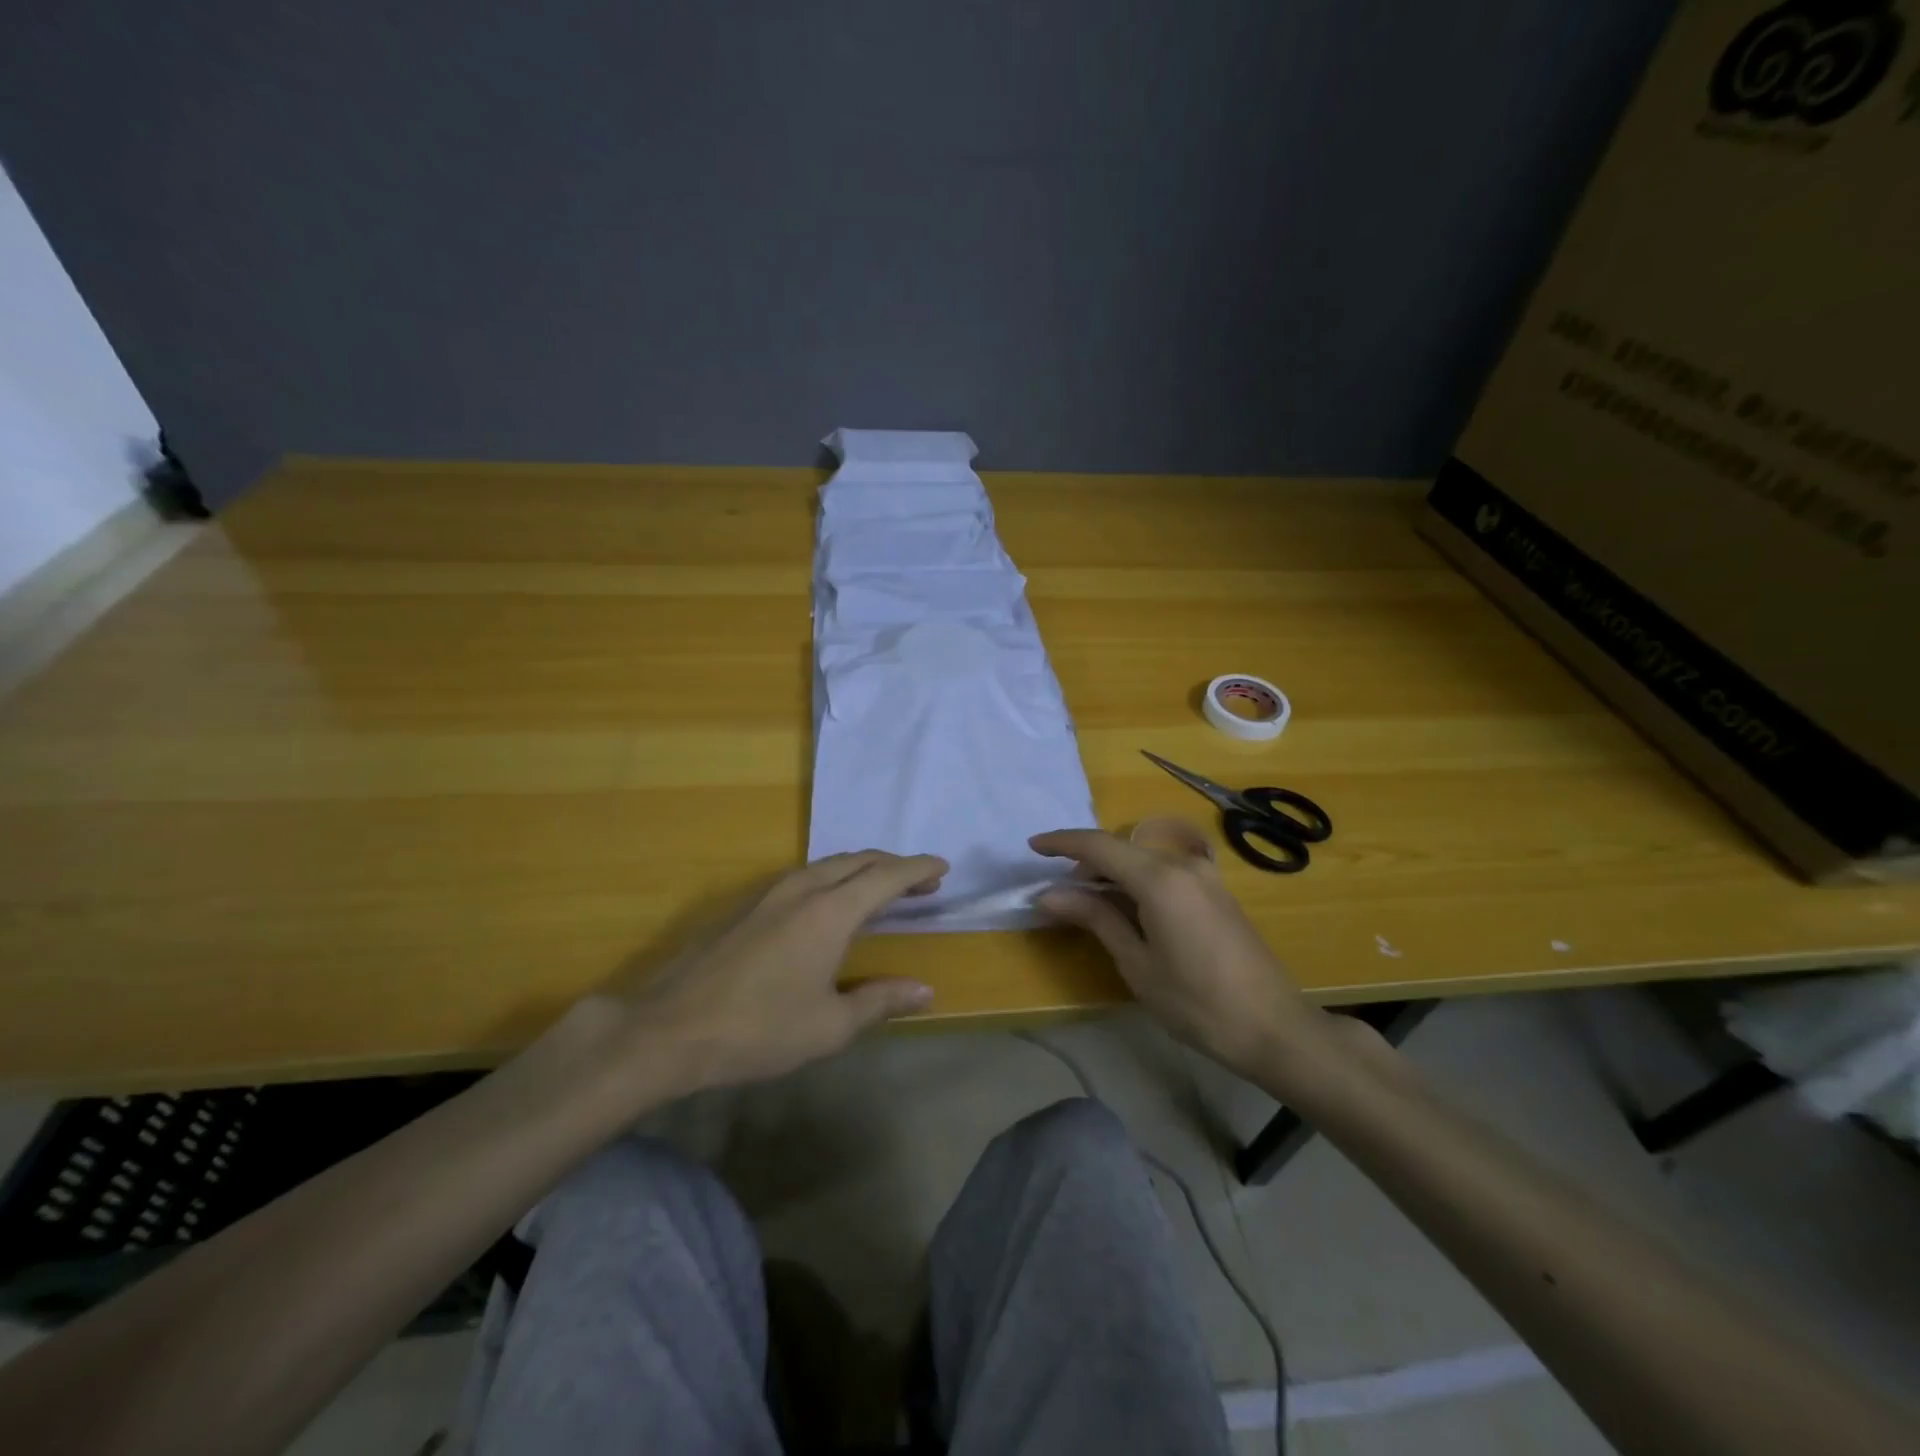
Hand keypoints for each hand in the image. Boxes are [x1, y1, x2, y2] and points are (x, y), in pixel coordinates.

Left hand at [571, 851, 947, 1097]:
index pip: (886, 876)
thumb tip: (926, 990)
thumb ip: (880, 1001)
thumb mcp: (829, 1026)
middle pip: (858, 860)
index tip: (943, 868)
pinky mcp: (746, 905)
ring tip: (883, 887)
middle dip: (894, 865)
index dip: (918, 869)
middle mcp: (802, 889)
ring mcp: (769, 893)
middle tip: (922, 881)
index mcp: (830, 912)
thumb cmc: (758, 1030)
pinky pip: (805, 875)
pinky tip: (831, 902)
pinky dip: (834, 877)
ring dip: (862, 868)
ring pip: (828, 864)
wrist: (669, 1030)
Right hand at [1030, 826, 1322, 1077]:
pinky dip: (1137, 882)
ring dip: (1112, 873)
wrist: (1275, 1028)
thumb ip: (1095, 918)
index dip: (1062, 843)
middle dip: (1086, 863)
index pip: (1099, 845)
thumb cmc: (1197, 1003)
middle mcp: (1183, 865)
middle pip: (1122, 849)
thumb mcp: (1137, 963)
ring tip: (1087, 905)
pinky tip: (1127, 910)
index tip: (1032, 846)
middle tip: (1059, 893)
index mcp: (1160, 879)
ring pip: (1144, 860)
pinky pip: (1165, 872)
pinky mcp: (1216, 892)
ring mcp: (1205, 877)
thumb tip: (1050, 894)